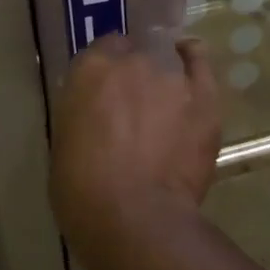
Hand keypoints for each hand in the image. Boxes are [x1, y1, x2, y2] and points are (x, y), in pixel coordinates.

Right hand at [51, 35, 223, 269]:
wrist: (134, 218)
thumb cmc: (82, 190)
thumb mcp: (64, 142)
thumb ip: (83, 113)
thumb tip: (96, 112)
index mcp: (90, 70)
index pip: (101, 51)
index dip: (106, 72)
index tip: (106, 93)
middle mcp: (132, 61)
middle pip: (136, 55)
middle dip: (133, 76)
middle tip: (132, 107)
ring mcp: (172, 77)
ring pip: (167, 63)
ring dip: (162, 79)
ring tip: (163, 105)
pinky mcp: (205, 97)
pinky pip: (200, 64)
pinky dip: (193, 62)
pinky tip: (190, 63)